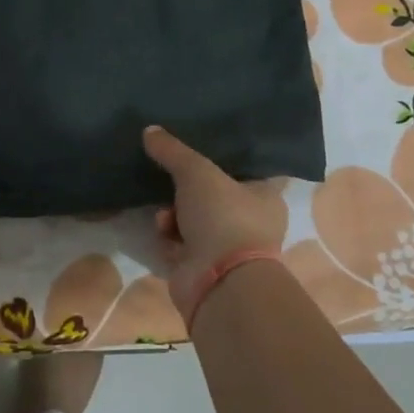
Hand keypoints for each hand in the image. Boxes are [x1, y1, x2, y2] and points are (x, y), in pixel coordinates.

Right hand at [142, 126, 287, 320]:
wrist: (219, 281)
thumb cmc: (223, 217)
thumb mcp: (196, 172)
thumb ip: (173, 150)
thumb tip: (149, 130)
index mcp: (264, 197)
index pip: (245, 169)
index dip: (221, 158)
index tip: (196, 146)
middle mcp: (249, 222)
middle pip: (211, 194)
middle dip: (185, 188)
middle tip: (169, 178)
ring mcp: (226, 247)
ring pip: (191, 218)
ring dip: (172, 213)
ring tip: (164, 215)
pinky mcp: (203, 267)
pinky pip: (179, 242)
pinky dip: (168, 236)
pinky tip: (162, 232)